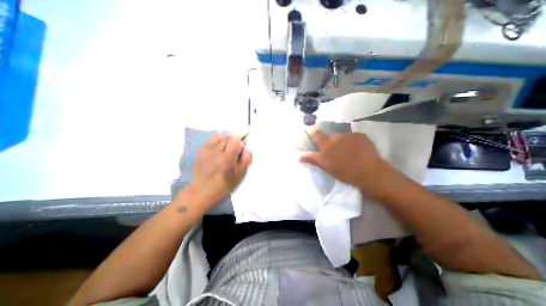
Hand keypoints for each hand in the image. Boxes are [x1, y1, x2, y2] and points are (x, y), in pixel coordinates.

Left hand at [188, 134, 250, 209]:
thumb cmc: (223, 185)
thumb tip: (247, 148)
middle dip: (235, 142)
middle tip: (235, 150)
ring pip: (221, 136)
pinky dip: (218, 140)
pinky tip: (218, 148)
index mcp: (227, 159)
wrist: (201, 191)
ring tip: (226, 149)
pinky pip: (211, 138)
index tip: (242, 149)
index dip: (241, 143)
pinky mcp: (201, 150)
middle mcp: (216, 151)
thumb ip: (245, 160)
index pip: (236, 141)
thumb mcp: (239, 176)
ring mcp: (206, 150)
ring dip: (226, 140)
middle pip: (229, 137)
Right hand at [298, 132, 382, 191]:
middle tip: (336, 151)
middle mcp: (336, 137)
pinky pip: (353, 137)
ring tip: (349, 151)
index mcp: (327, 145)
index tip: (311, 129)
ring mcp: (349, 135)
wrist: (369, 172)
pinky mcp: (360, 135)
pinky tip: (358, 150)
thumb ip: (313, 159)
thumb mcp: (326, 167)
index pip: (317, 135)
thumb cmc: (345, 172)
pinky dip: (353, 141)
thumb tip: (299, 156)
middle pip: (331, 136)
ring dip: (343, 141)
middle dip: (331, 141)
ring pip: (342, 136)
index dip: (313, 132)